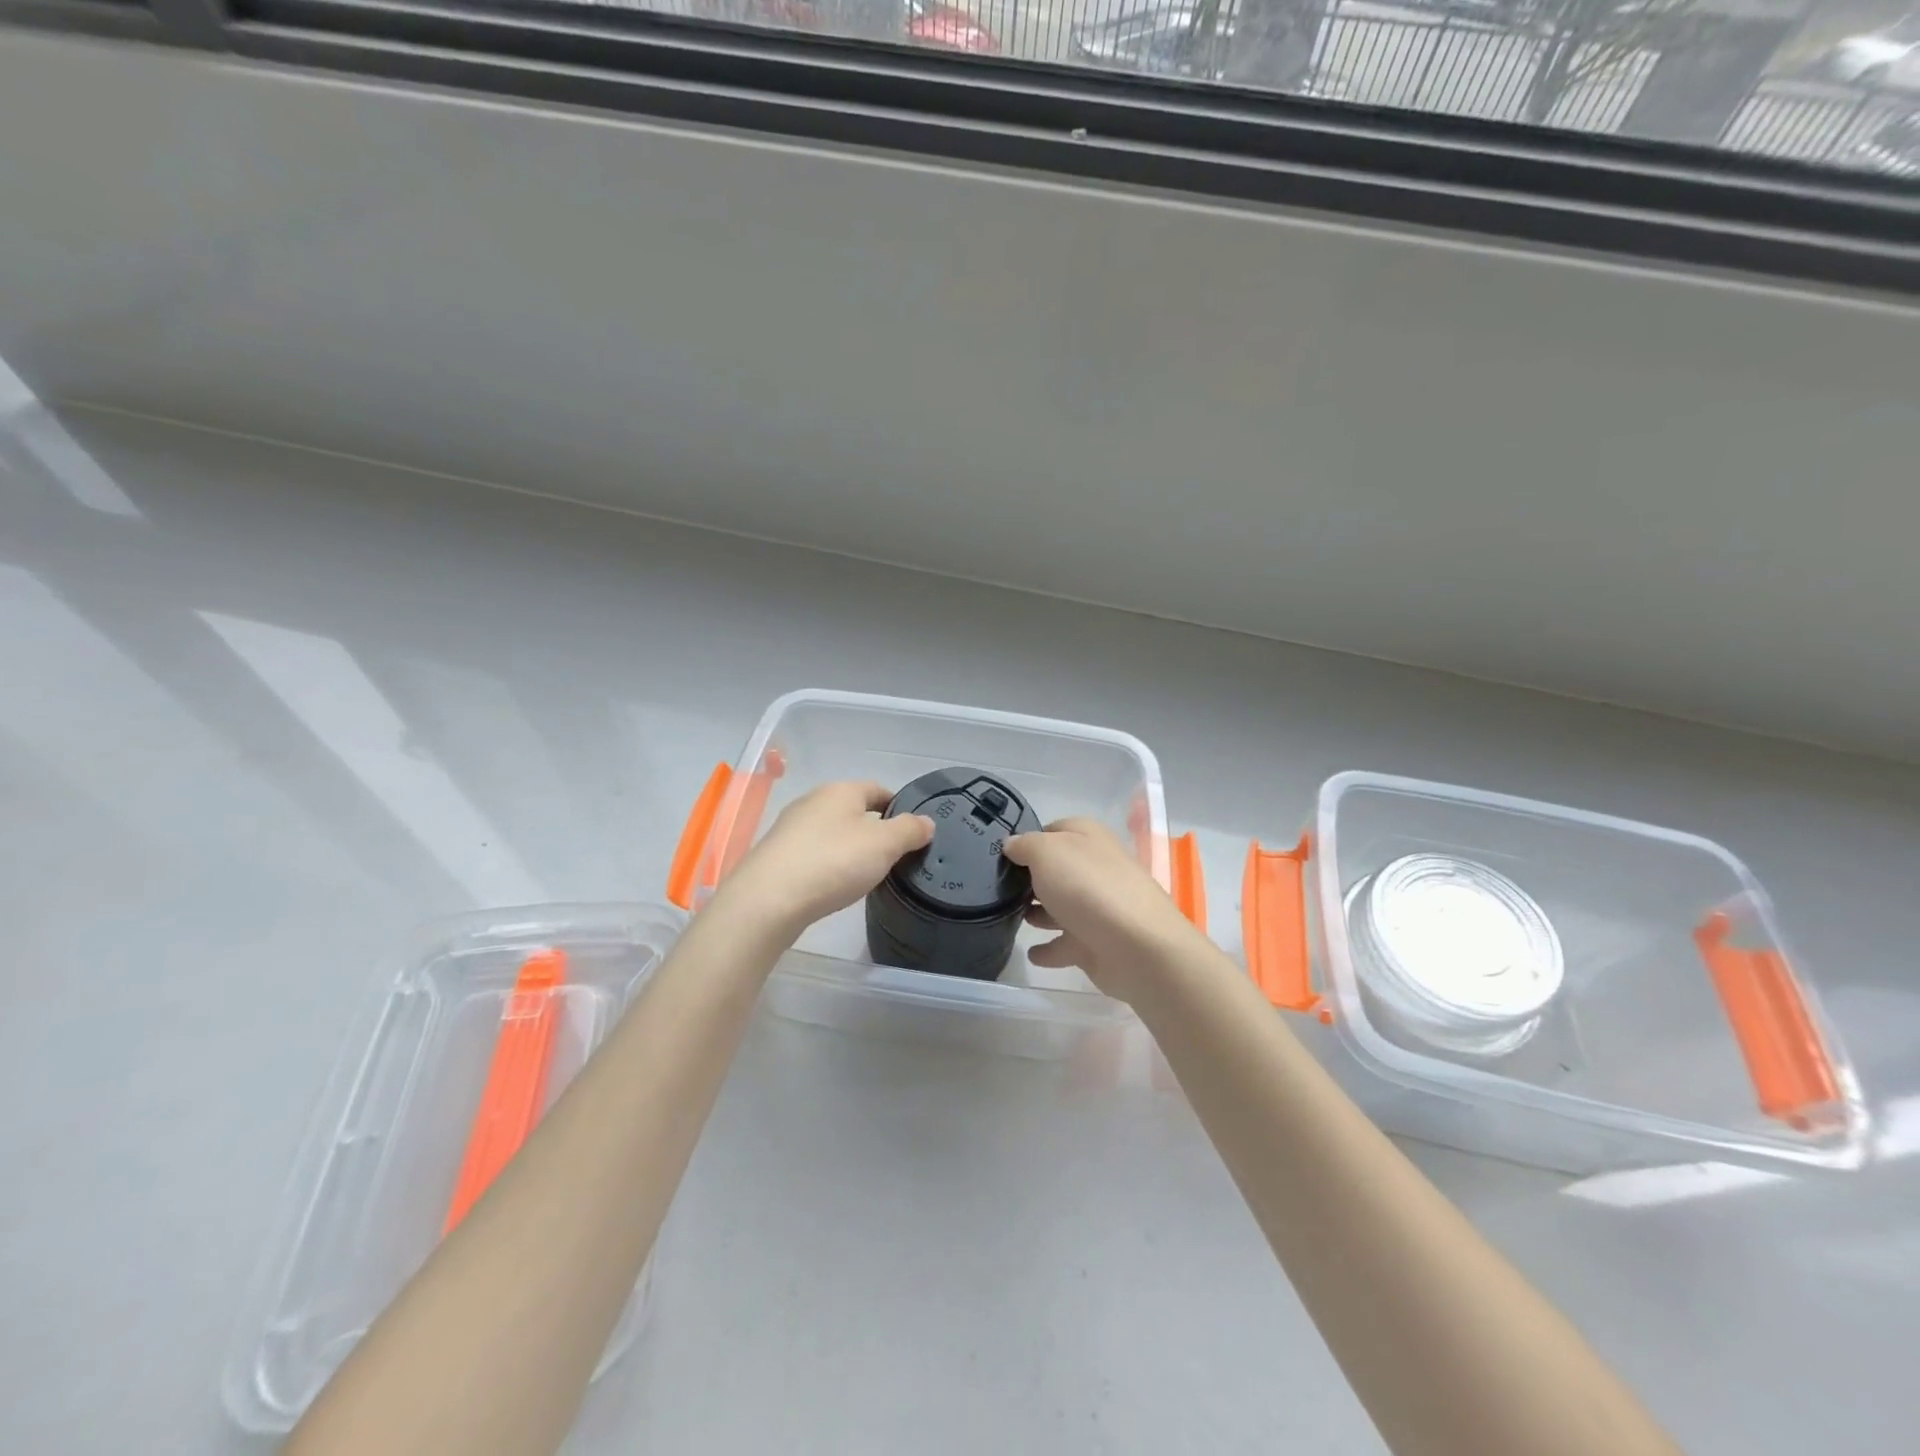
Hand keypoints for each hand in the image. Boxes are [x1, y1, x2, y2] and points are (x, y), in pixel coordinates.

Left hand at [709, 781, 933, 938]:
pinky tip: (833, 884)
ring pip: (831, 831)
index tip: (913, 829)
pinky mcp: (776, 855)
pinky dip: (828, 863)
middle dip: (873, 828)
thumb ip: (909, 830)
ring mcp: (790, 828)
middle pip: (852, 810)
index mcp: (841, 790)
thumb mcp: (884, 845)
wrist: (768, 899)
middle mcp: (813, 801)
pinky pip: (812, 853)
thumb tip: (927, 822)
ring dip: (849, 847)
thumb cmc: (834, 862)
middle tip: (893, 856)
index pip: (878, 789)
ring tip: (866, 873)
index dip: (898, 806)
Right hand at [1003, 818, 1211, 1002]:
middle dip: (1031, 878)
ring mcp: (1098, 908)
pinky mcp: (1097, 944)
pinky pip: (1066, 945)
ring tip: (1010, 917)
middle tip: (998, 888)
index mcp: (1088, 838)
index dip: (1028, 839)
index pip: (1053, 829)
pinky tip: (1032, 954)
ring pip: (1061, 907)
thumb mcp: (1047, 852)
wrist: (1137, 947)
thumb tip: (1012, 845)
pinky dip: (1050, 949)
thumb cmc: (1089, 887)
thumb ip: (1025, 845)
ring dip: (1039, 913)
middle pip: (1058, 870)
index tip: (1001, 854)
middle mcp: (1095, 869)